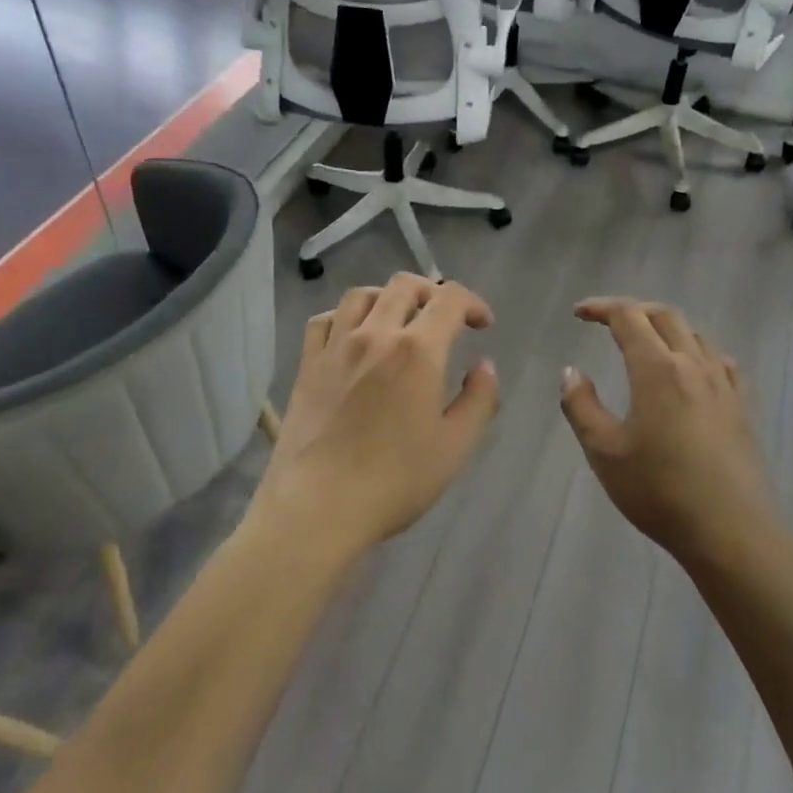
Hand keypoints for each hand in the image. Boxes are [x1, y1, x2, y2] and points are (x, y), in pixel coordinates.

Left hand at [256, 274, 500, 558]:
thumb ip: (479, 400)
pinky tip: (353, 335)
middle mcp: (375, 334)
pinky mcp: (308, 364)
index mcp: (417, 350)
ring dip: (389, 297)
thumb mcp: (454, 447)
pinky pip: (325, 320)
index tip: (483, 325)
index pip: (449, 299)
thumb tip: (484, 366)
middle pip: (405, 285)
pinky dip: (345, 316)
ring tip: (400, 319)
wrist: (318, 506)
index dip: (473, 303)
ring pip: (362, 295)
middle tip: (446, 318)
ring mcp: (336, 346)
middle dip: (433, 292)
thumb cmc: (394, 480)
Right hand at [560, 297, 773, 558]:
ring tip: (645, 341)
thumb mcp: (604, 452)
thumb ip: (581, 406)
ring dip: (665, 328)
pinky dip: (697, 351)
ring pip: (694, 335)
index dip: (601, 308)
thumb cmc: (659, 491)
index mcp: (657, 369)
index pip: (628, 317)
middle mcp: (692, 365)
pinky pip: (720, 361)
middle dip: (633, 310)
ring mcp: (723, 385)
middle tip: (606, 321)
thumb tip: (571, 372)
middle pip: (664, 316)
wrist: (731, 532)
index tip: (579, 313)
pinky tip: (692, 369)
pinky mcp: (741, 407)